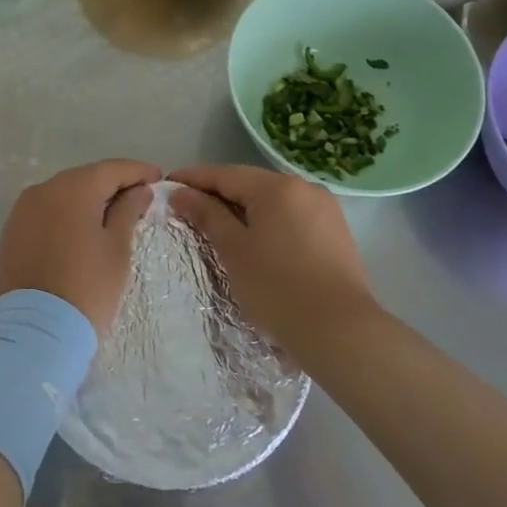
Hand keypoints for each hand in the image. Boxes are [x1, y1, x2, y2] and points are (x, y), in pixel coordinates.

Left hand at [0, 160, 160, 335]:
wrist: (34, 331)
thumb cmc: (87, 288)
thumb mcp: (117, 249)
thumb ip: (128, 212)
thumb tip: (139, 190)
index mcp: (73, 188)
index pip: (112, 169)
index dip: (138, 171)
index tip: (158, 177)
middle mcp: (44, 189)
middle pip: (86, 178)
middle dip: (112, 185)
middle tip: (139, 198)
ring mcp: (23, 210)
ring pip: (63, 194)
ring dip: (88, 200)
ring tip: (111, 216)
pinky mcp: (11, 231)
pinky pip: (45, 212)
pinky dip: (65, 215)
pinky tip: (80, 231)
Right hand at [168, 164, 377, 358]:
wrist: (341, 332)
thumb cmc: (278, 288)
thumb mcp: (234, 250)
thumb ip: (206, 215)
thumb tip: (180, 193)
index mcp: (277, 187)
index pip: (225, 174)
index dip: (193, 179)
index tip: (166, 185)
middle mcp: (304, 188)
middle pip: (250, 184)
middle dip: (217, 194)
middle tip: (185, 208)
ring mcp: (325, 210)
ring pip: (272, 202)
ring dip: (242, 210)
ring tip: (215, 226)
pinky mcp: (336, 233)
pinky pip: (291, 217)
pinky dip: (267, 223)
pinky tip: (254, 240)